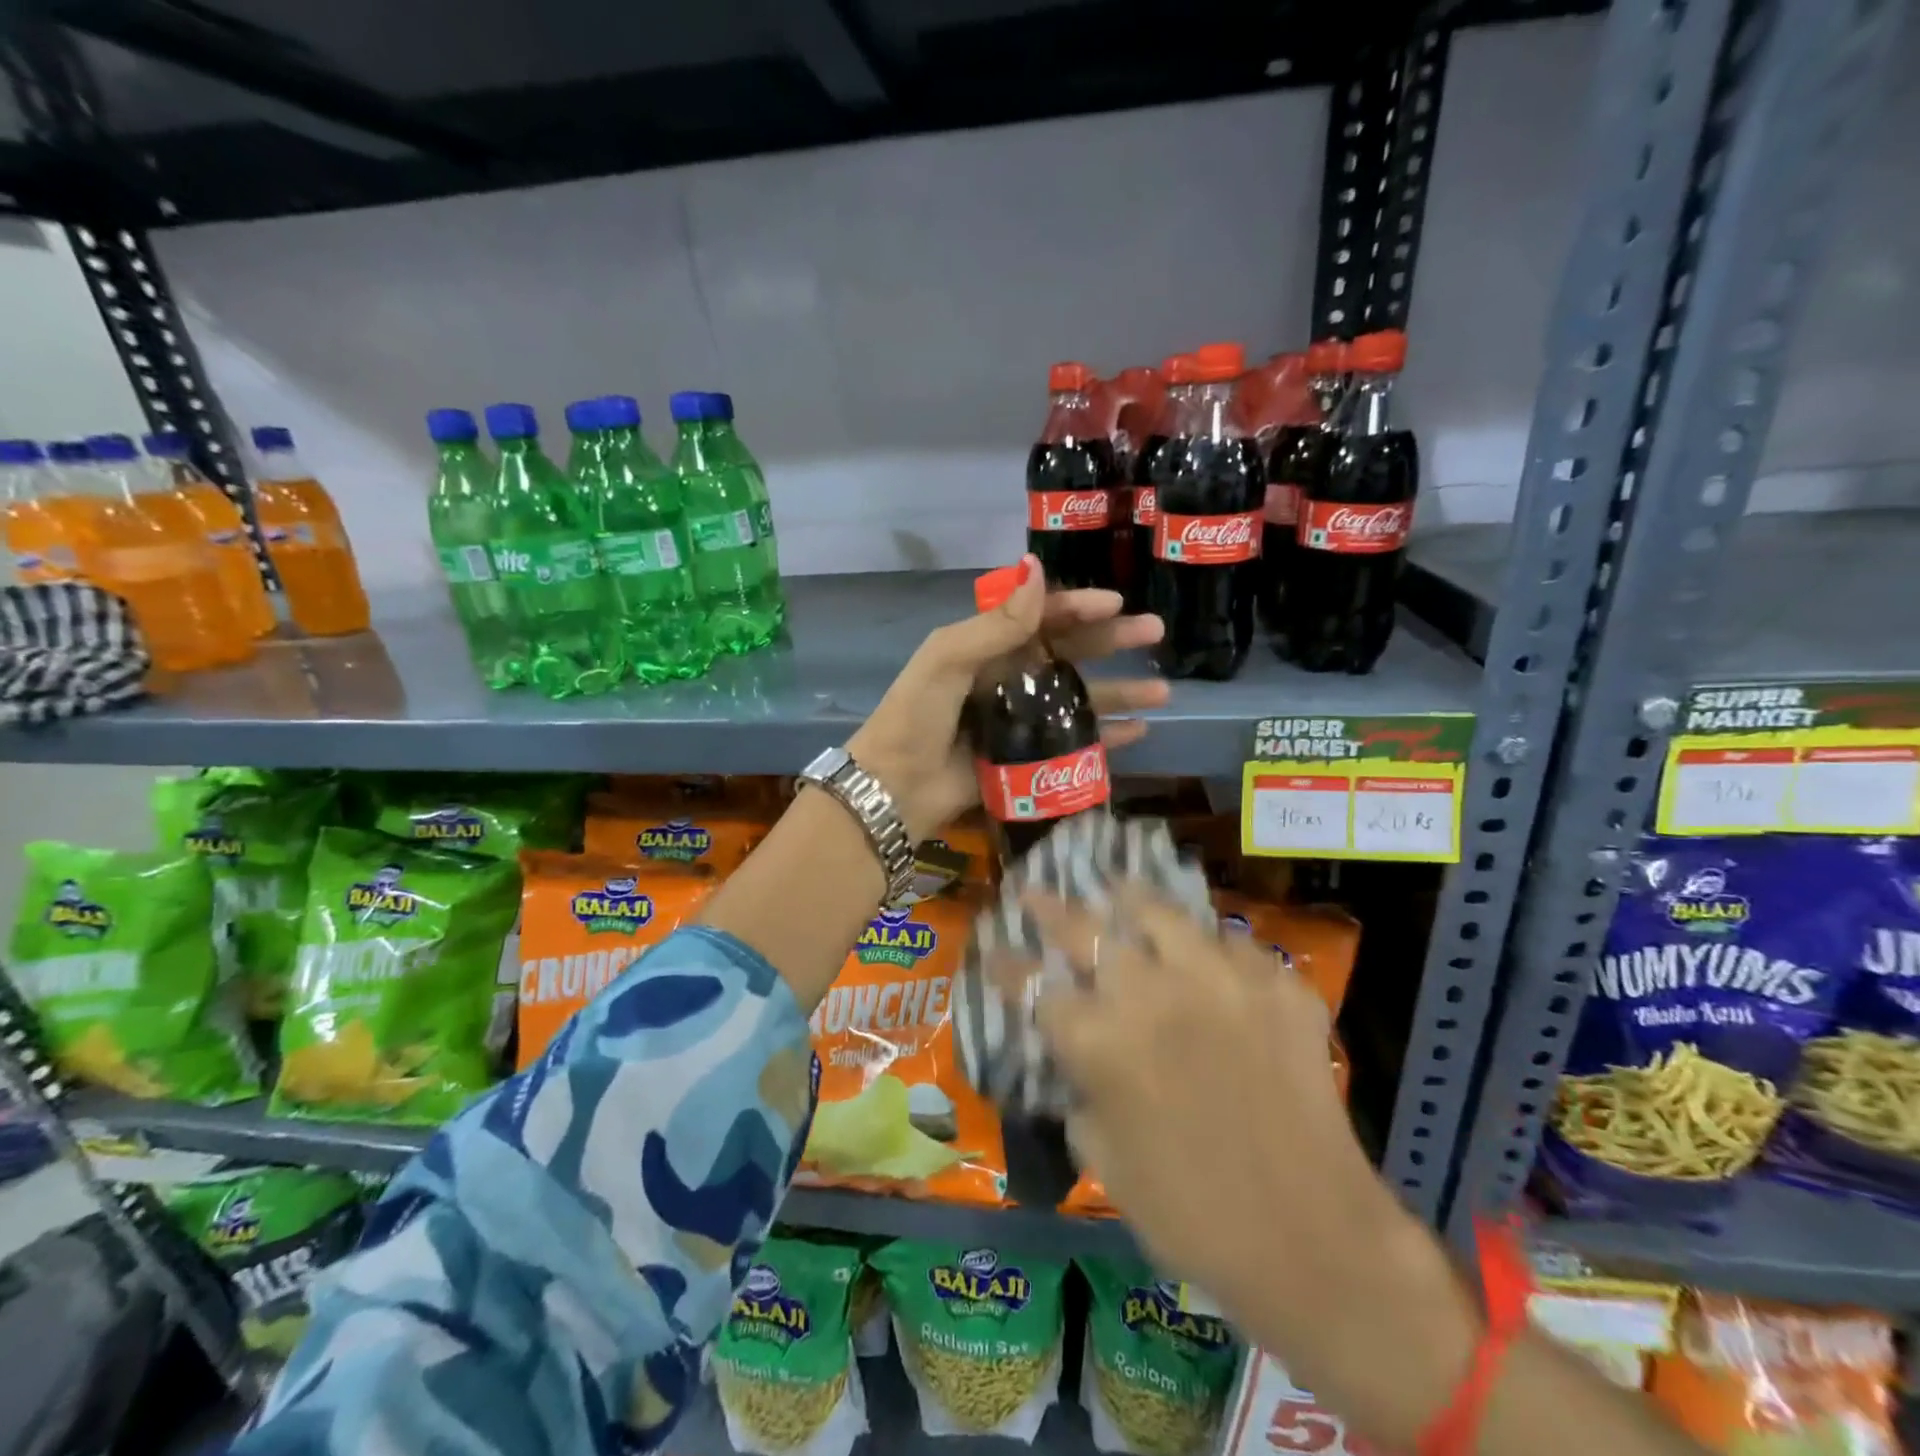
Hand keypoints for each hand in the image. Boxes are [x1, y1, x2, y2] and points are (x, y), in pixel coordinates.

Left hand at [845, 556, 1166, 841]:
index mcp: (988, 648)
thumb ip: (996, 622)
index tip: (1116, 602)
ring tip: (1163, 691)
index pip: (1041, 617)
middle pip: (1070, 653)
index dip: (1078, 606)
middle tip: (1155, 632)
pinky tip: (1140, 731)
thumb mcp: (948, 659)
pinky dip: (1107, 737)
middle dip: (1112, 642)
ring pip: (1081, 698)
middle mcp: (1010, 677)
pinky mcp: (1030, 758)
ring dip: (1120, 692)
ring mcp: (1023, 719)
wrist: (896, 787)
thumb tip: (1038, 569)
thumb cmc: (917, 716)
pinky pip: (1076, 742)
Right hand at [993, 888, 1477, 1449]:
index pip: (1033, 986)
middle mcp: (1152, 993)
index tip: (995, 947)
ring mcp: (1220, 979)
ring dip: (1131, 902)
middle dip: (1050, 908)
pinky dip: (1214, 950)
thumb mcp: (1105, 1161)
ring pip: (1161, 912)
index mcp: (1100, 1041)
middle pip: (1085, 929)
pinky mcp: (1278, 985)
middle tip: (1035, 892)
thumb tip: (1079, 1063)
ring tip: (1120, 892)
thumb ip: (1081, 1096)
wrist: (1314, 1242)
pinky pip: (1235, 945)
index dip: (1007, 965)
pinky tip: (1211, 959)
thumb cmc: (1191, 1215)